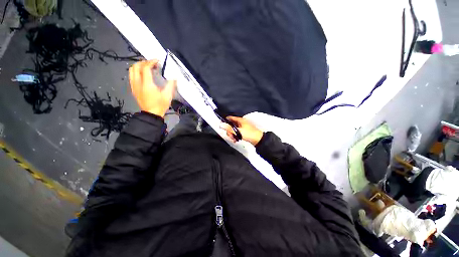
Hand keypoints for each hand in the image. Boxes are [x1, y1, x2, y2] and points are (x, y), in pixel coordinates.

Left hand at [129, 60, 175, 116]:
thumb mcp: (168, 96)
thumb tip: (174, 78)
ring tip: (147, 67)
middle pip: (136, 66)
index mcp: (147, 84)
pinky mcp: (133, 88)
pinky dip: (136, 71)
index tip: (157, 61)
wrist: (151, 114)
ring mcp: (134, 86)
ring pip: (131, 70)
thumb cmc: (160, 105)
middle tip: (152, 63)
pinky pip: (131, 76)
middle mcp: (138, 83)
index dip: (151, 62)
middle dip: (144, 62)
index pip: (145, 68)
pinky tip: (143, 75)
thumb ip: (171, 85)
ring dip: (139, 66)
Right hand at [220, 116, 263, 145]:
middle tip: (230, 136)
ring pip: (233, 129)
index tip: (222, 126)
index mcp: (240, 120)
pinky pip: (237, 133)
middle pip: (231, 125)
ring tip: (234, 139)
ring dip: (232, 134)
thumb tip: (221, 125)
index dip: (225, 121)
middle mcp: (241, 122)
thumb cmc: (249, 134)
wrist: (259, 140)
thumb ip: (230, 129)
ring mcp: (242, 127)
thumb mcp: (238, 131)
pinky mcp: (243, 132)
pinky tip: (236, 140)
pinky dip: (235, 136)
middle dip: (229, 130)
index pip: (230, 118)